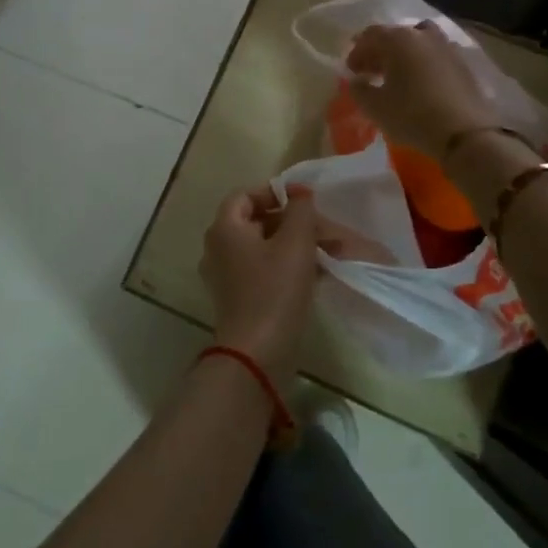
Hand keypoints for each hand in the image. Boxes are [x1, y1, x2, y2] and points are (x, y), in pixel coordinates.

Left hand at [201, 185, 321, 378]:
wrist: (257, 354)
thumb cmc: (275, 290)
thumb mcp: (296, 243)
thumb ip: (301, 210)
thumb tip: (299, 193)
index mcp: (224, 228)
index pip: (245, 195)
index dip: (275, 193)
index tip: (305, 202)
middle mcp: (218, 248)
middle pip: (256, 221)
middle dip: (293, 222)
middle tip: (325, 230)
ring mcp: (226, 276)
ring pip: (264, 248)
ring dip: (295, 246)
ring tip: (329, 253)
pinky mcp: (238, 299)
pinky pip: (263, 271)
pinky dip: (287, 267)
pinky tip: (317, 275)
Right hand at [345, 21, 498, 161]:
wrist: (465, 133)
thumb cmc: (412, 116)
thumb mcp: (375, 107)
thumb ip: (359, 89)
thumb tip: (357, 80)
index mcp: (399, 39)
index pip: (370, 35)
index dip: (357, 52)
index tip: (351, 71)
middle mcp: (423, 35)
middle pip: (395, 35)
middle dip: (379, 51)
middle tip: (370, 72)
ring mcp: (447, 46)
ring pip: (418, 41)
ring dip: (403, 54)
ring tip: (397, 75)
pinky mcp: (463, 63)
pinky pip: (435, 55)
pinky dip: (423, 62)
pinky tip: (420, 83)